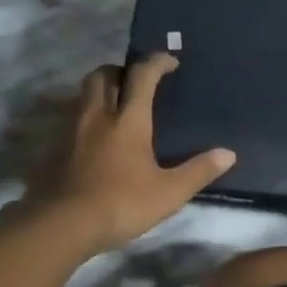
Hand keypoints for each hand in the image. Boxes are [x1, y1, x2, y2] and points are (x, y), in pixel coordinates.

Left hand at [21, 54, 234, 254]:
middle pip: (103, 75)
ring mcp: (73, 131)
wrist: (63, 225)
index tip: (170, 61)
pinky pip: (74, 118)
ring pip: (85, 95)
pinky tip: (99, 137)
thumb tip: (228, 154)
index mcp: (128, 121)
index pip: (142, 77)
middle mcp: (98, 116)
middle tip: (137, 81)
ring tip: (119, 106)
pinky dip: (89, 116)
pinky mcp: (57, 149)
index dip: (156, 63)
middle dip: (121, 70)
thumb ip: (199, 171)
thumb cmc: (122, 204)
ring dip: (102, 90)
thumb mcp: (170, 192)